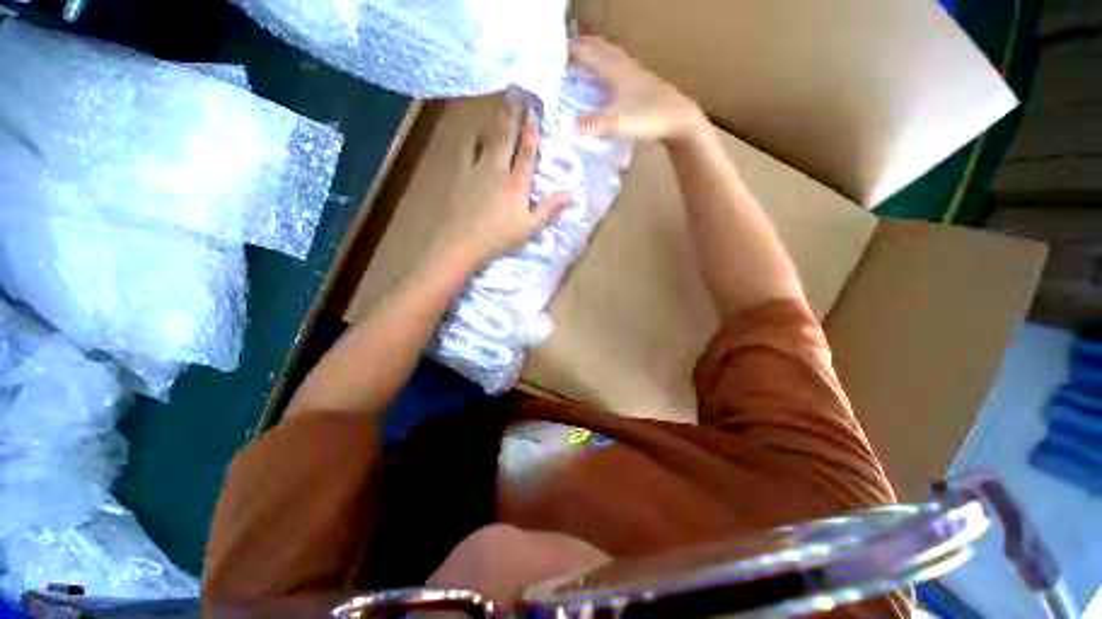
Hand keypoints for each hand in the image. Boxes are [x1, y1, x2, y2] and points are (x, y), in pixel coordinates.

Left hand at [433, 103, 570, 267]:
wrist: (463, 241)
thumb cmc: (499, 236)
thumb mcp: (529, 228)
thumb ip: (549, 209)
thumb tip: (570, 193)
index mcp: (516, 184)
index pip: (527, 154)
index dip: (532, 134)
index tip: (535, 114)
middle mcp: (498, 170)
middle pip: (508, 139)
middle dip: (515, 116)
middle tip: (520, 94)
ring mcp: (478, 169)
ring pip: (490, 139)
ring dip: (497, 120)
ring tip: (502, 103)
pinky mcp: (462, 174)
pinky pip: (468, 150)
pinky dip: (473, 138)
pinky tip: (476, 130)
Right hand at [570, 36, 706, 144]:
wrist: (680, 119)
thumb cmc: (649, 117)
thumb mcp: (618, 122)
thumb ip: (592, 124)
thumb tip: (565, 127)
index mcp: (616, 70)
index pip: (589, 53)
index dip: (572, 49)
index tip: (555, 49)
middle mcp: (625, 66)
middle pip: (601, 48)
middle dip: (583, 45)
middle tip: (567, 49)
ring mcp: (636, 73)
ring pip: (612, 55)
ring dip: (597, 52)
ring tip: (586, 55)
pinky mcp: (643, 83)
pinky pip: (621, 65)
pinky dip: (609, 64)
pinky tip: (610, 74)